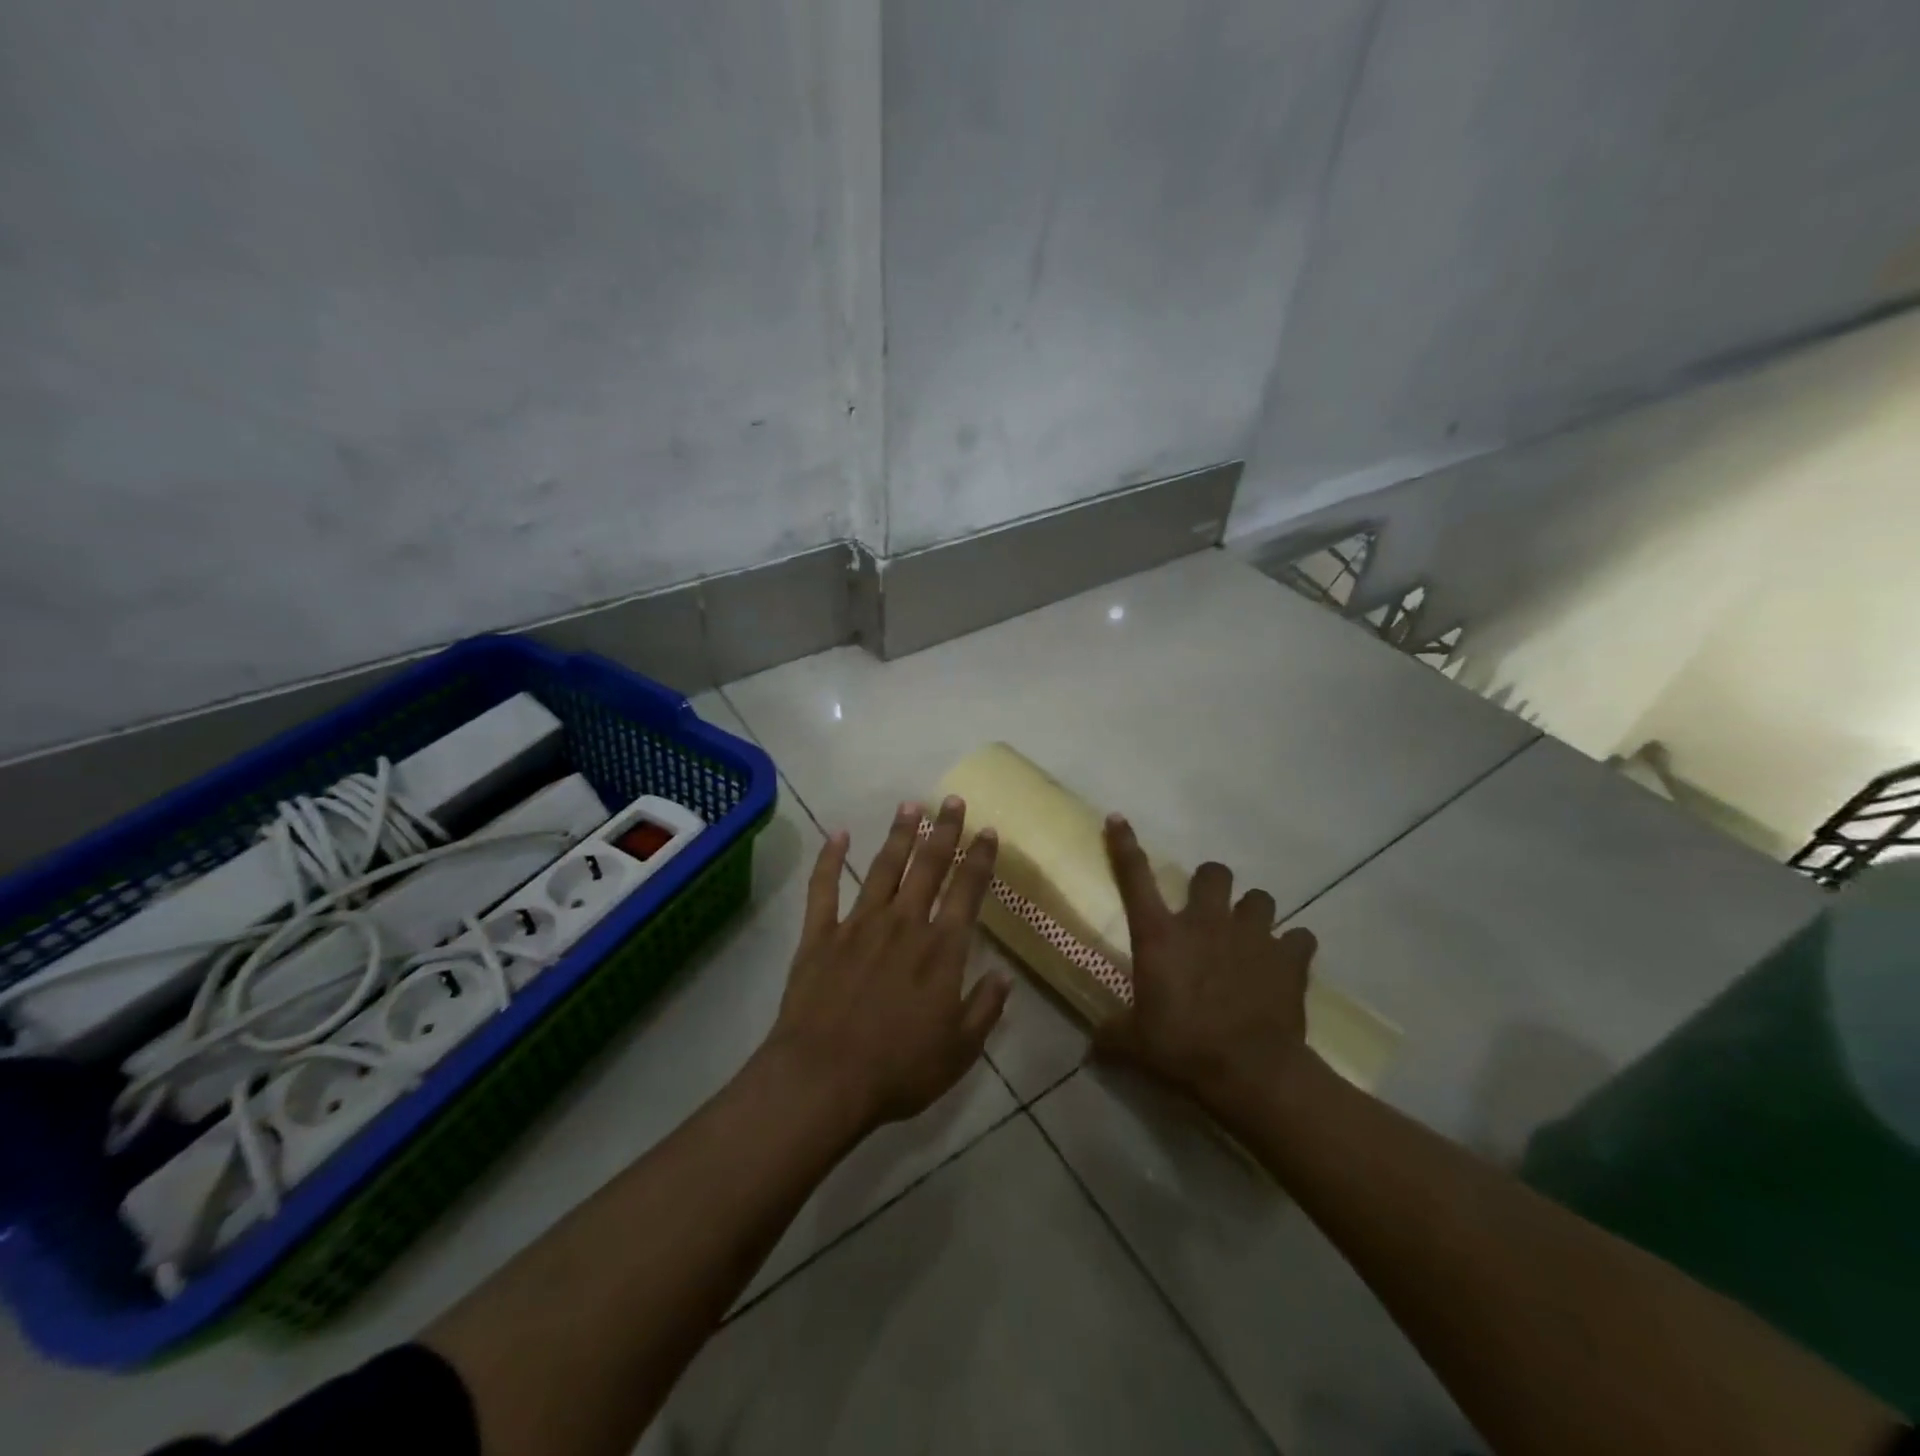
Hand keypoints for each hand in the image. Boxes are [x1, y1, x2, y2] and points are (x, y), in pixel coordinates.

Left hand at [763, 797, 1011, 1134]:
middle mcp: (903, 924)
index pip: (967, 891)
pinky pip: (824, 888)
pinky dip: (829, 859)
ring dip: (899, 835)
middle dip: (943, 831)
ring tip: (910, 805)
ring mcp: (858, 924)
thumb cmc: (898, 1069)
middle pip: (928, 866)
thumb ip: (985, 1008)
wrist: (823, 1078)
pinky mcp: (820, 935)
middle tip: (952, 800)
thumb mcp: (959, 1049)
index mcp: (941, 949)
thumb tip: (1004, 975)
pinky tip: (838, 834)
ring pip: (883, 868)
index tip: (988, 831)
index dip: (980, 859)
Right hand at [1094, 813, 1319, 1114]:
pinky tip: (1286, 964)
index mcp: (1161, 935)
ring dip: (1253, 913)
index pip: (1135, 877)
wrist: (1251, 1072)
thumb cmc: (1183, 1048)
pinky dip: (1293, 948)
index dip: (1124, 845)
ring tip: (1250, 937)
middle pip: (1212, 873)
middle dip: (1210, 884)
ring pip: (1259, 898)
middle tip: (1209, 910)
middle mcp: (1205, 922)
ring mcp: (1251, 935)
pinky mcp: (1289, 957)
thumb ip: (1112, 1035)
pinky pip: (1299, 938)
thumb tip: (1092, 1044)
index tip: (1118, 819)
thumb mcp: (1135, 1044)